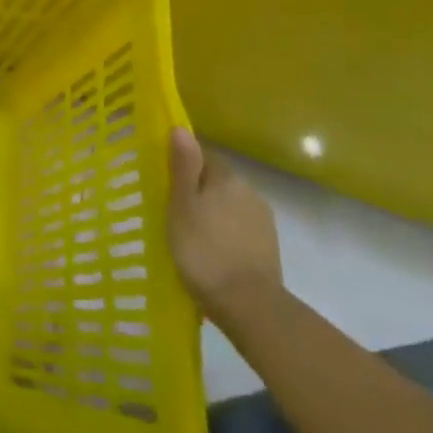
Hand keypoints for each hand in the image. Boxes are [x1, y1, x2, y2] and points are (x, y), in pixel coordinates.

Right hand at [166, 127, 283, 323]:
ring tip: (189, 235)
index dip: (183, 165)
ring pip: (229, 206)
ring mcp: (263, 221)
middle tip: (172, 210)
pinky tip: (211, 252)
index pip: (204, 156)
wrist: (248, 304)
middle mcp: (250, 192)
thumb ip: (183, 166)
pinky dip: (224, 234)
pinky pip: (239, 229)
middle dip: (197, 190)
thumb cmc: (203, 249)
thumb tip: (181, 128)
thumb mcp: (182, 205)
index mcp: (227, 178)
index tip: (164, 182)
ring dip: (212, 213)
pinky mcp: (267, 247)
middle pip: (217, 181)